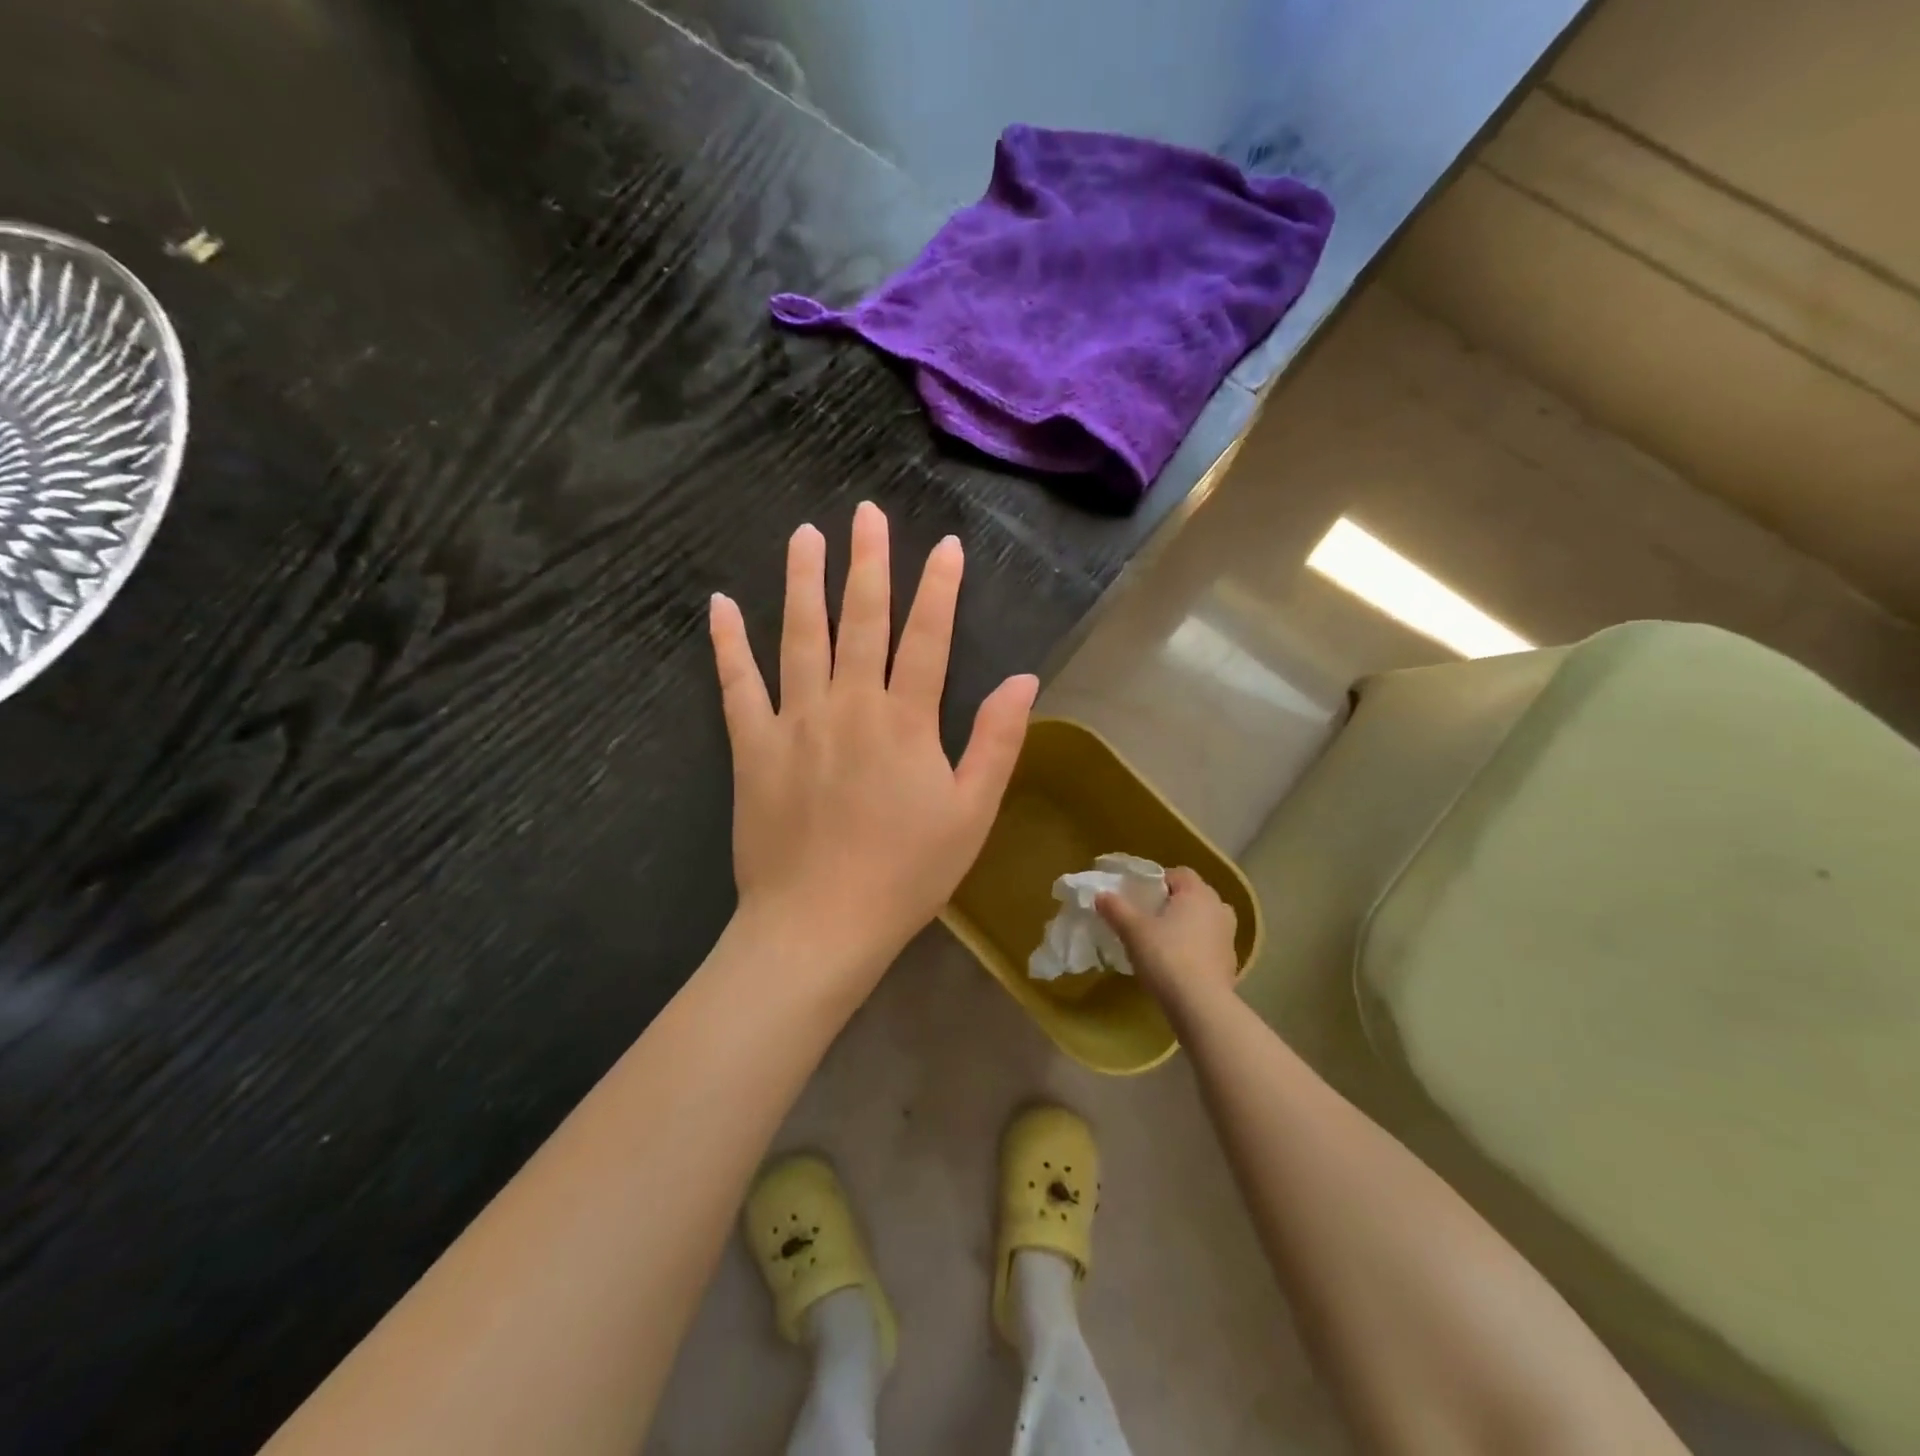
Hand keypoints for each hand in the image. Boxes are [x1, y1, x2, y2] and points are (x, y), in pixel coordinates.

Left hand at [709, 501, 1038, 983]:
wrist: (820, 924)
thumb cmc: (906, 874)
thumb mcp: (971, 814)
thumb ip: (997, 741)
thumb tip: (1022, 679)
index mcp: (905, 721)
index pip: (928, 637)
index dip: (939, 588)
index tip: (945, 546)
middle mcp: (849, 705)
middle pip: (860, 620)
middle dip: (867, 563)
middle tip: (867, 514)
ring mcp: (795, 722)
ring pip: (799, 637)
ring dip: (803, 582)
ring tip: (805, 535)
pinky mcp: (753, 747)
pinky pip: (737, 685)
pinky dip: (728, 644)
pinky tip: (720, 604)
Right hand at [1096, 868, 1238, 1012]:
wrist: (1200, 1006)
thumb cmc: (1166, 957)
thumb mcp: (1133, 930)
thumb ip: (1116, 908)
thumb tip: (1101, 895)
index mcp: (1198, 893)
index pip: (1179, 873)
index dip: (1158, 881)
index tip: (1139, 897)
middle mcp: (1219, 908)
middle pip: (1192, 896)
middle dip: (1172, 903)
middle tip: (1147, 918)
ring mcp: (1229, 937)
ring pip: (1203, 921)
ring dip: (1186, 926)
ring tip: (1162, 941)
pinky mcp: (1230, 963)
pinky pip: (1209, 945)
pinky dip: (1195, 949)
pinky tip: (1177, 965)